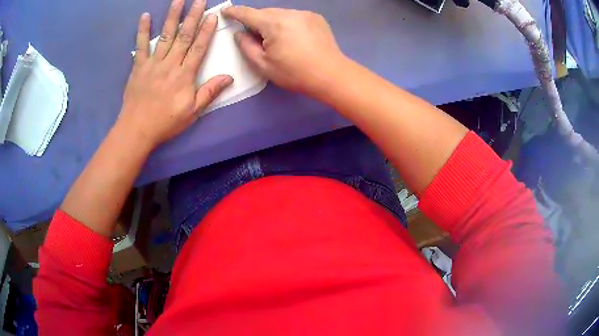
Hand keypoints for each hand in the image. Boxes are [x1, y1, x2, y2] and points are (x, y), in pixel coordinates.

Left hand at [118, 0, 232, 148]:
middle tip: (198, 0)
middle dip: (193, 16)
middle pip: (184, 36)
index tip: (213, 15)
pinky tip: (145, 16)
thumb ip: (209, 92)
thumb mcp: (192, 112)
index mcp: (184, 75)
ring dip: (172, 16)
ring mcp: (153, 63)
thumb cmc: (166, 123)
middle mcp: (170, 64)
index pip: (199, 48)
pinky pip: (140, 46)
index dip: (207, 31)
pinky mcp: (138, 67)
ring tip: (178, 0)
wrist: (137, 130)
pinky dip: (143, 30)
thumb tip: (229, 77)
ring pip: (165, 35)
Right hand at [222, 6, 345, 95]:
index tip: (225, 11)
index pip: (248, 13)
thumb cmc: (295, 73)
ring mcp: (305, 14)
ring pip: (280, 13)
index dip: (234, 12)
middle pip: (265, 12)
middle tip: (254, 37)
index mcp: (274, 23)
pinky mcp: (316, 18)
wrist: (331, 75)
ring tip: (276, 40)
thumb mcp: (263, 65)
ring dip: (272, 22)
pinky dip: (287, 23)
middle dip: (256, 21)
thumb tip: (240, 33)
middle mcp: (289, 13)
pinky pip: (294, 16)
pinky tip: (292, 37)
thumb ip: (246, 47)